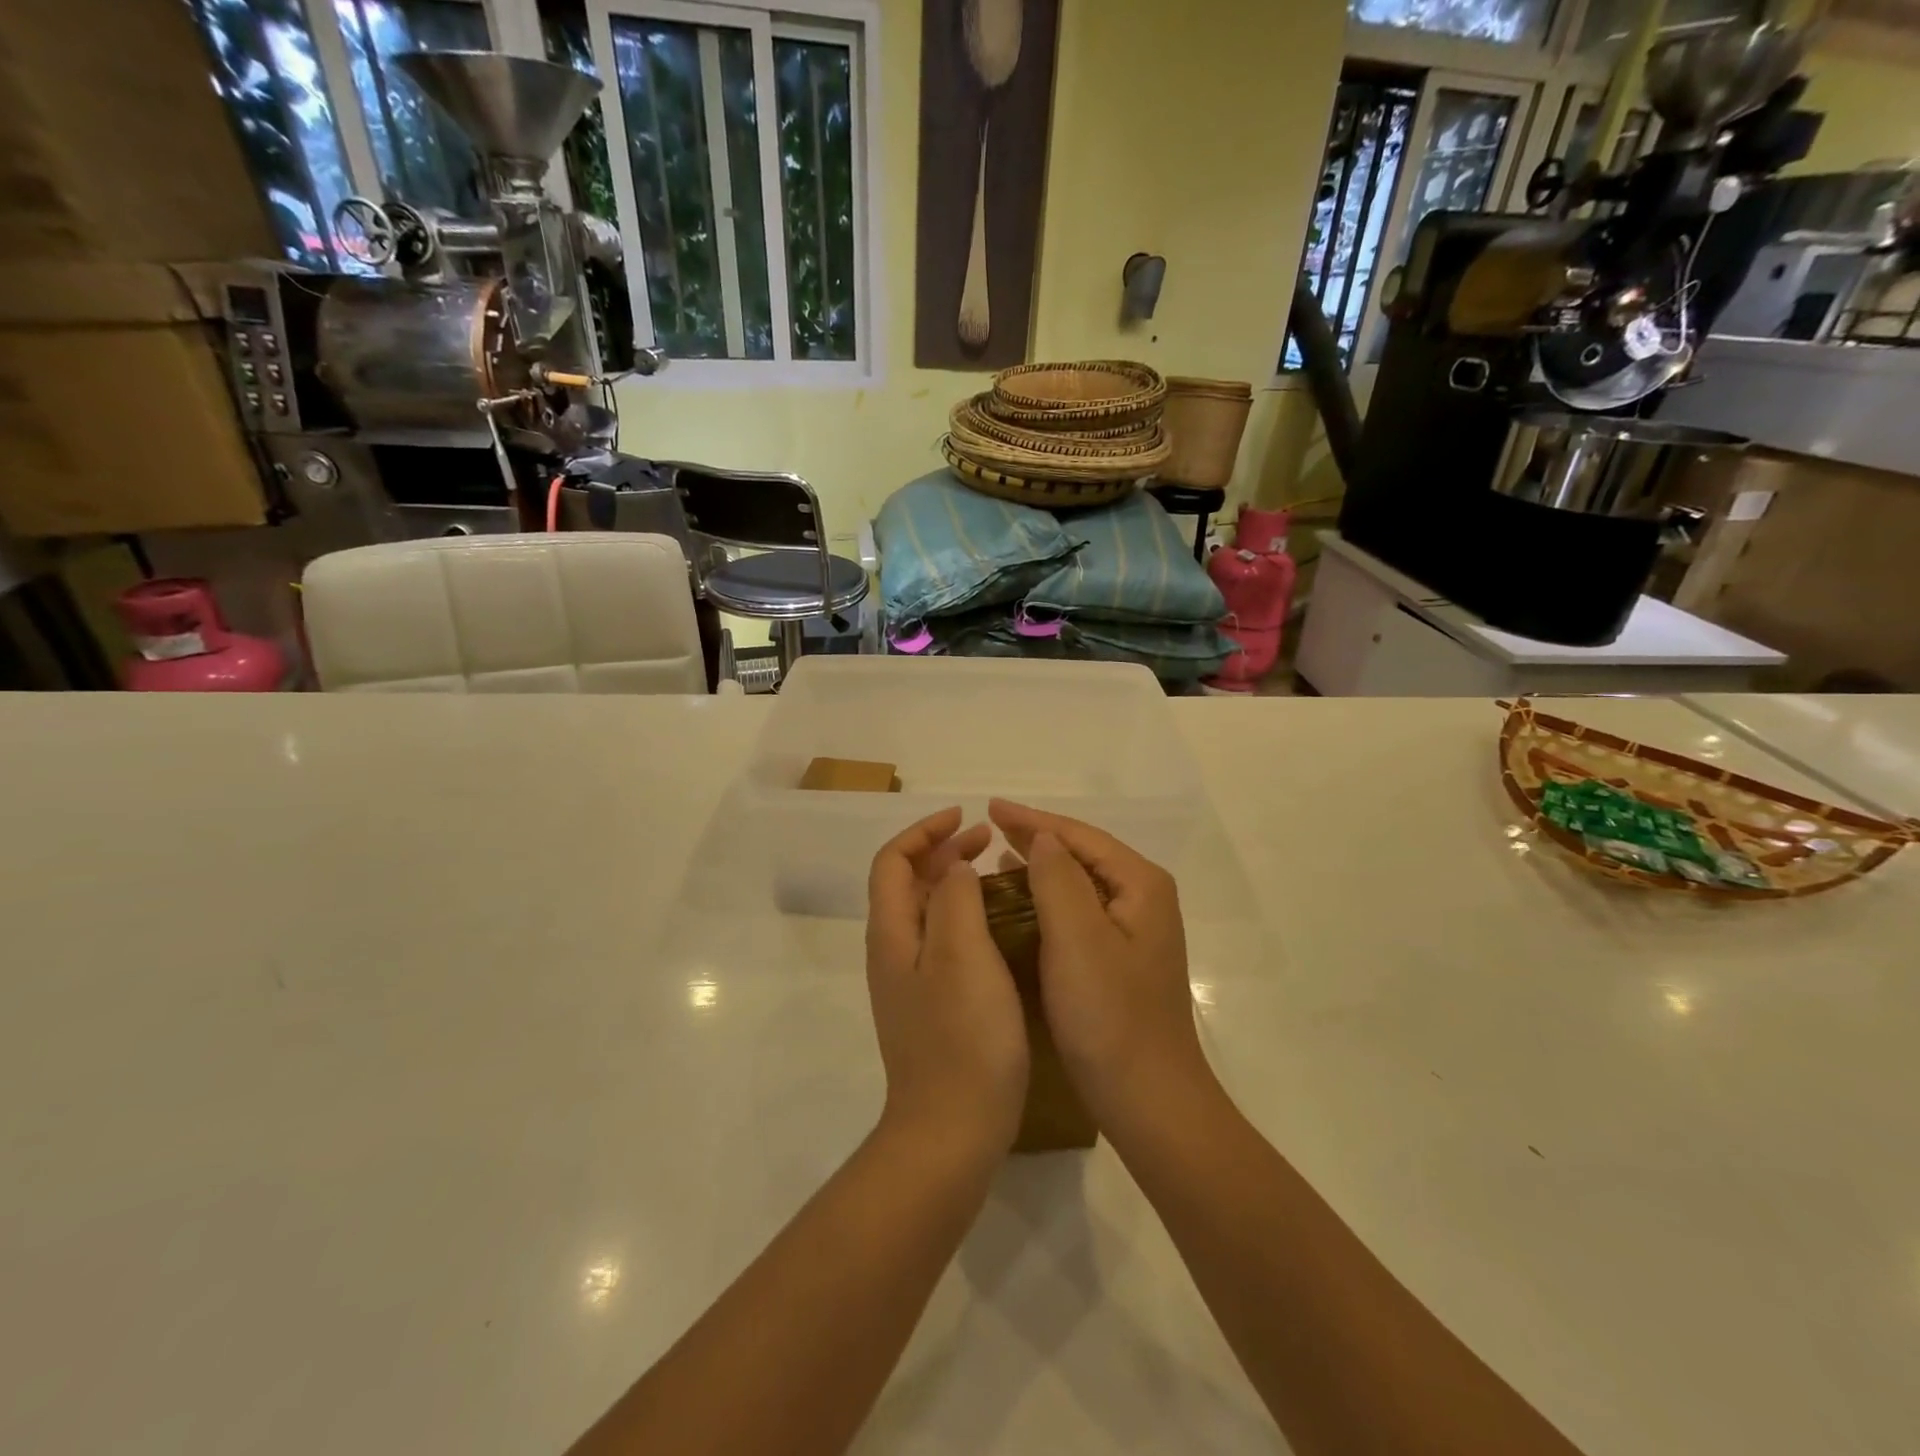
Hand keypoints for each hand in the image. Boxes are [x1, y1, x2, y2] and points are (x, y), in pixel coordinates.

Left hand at [866, 808, 1029, 1158]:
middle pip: (907, 883)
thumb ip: (955, 898)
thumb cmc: (962, 1037)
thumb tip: (953, 867)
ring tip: (996, 873)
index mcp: (892, 933)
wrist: (951, 1130)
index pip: (893, 861)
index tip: (966, 817)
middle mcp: (894, 952)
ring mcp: (911, 982)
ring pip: (927, 912)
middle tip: (988, 841)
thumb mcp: (961, 954)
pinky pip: (943, 941)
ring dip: (955, 881)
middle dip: (943, 851)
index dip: (924, 831)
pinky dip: (965, 916)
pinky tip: (999, 927)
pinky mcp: (932, 1006)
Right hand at [988, 800, 1215, 1137]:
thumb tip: (1043, 838)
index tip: (990, 806)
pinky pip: (1078, 913)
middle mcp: (1143, 900)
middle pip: (1083, 854)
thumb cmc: (1110, 1017)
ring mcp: (1135, 933)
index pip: (1080, 836)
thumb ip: (1058, 878)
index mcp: (1140, 886)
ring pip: (1079, 884)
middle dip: (1036, 838)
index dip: (1033, 820)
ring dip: (1040, 868)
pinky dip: (1047, 901)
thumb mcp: (1077, 938)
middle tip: (989, 826)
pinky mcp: (1120, 961)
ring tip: (998, 858)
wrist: (1149, 1100)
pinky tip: (1022, 905)